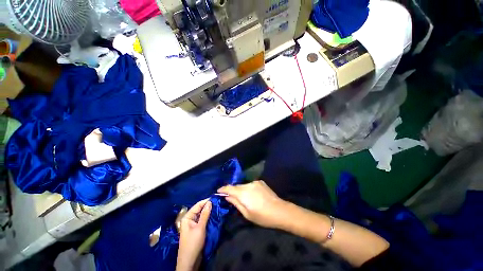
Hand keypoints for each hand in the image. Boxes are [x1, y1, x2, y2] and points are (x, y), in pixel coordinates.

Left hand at [176, 199, 211, 270]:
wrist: (190, 261)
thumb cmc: (193, 243)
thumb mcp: (200, 227)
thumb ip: (205, 214)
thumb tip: (210, 202)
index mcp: (187, 217)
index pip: (198, 205)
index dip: (206, 201)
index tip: (215, 198)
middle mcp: (190, 219)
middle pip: (200, 209)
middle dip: (208, 206)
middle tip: (218, 203)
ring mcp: (193, 224)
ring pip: (202, 215)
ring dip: (209, 212)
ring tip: (218, 207)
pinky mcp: (197, 229)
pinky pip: (203, 220)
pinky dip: (208, 218)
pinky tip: (214, 215)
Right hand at [218, 181, 286, 228]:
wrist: (280, 210)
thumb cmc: (262, 216)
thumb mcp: (247, 213)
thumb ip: (236, 203)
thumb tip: (227, 196)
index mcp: (243, 193)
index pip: (229, 188)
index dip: (223, 189)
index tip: (218, 191)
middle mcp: (248, 185)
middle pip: (237, 186)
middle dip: (233, 191)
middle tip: (232, 198)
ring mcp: (255, 182)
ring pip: (244, 185)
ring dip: (242, 190)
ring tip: (245, 198)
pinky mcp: (260, 182)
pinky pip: (251, 185)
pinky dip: (249, 189)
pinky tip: (253, 195)